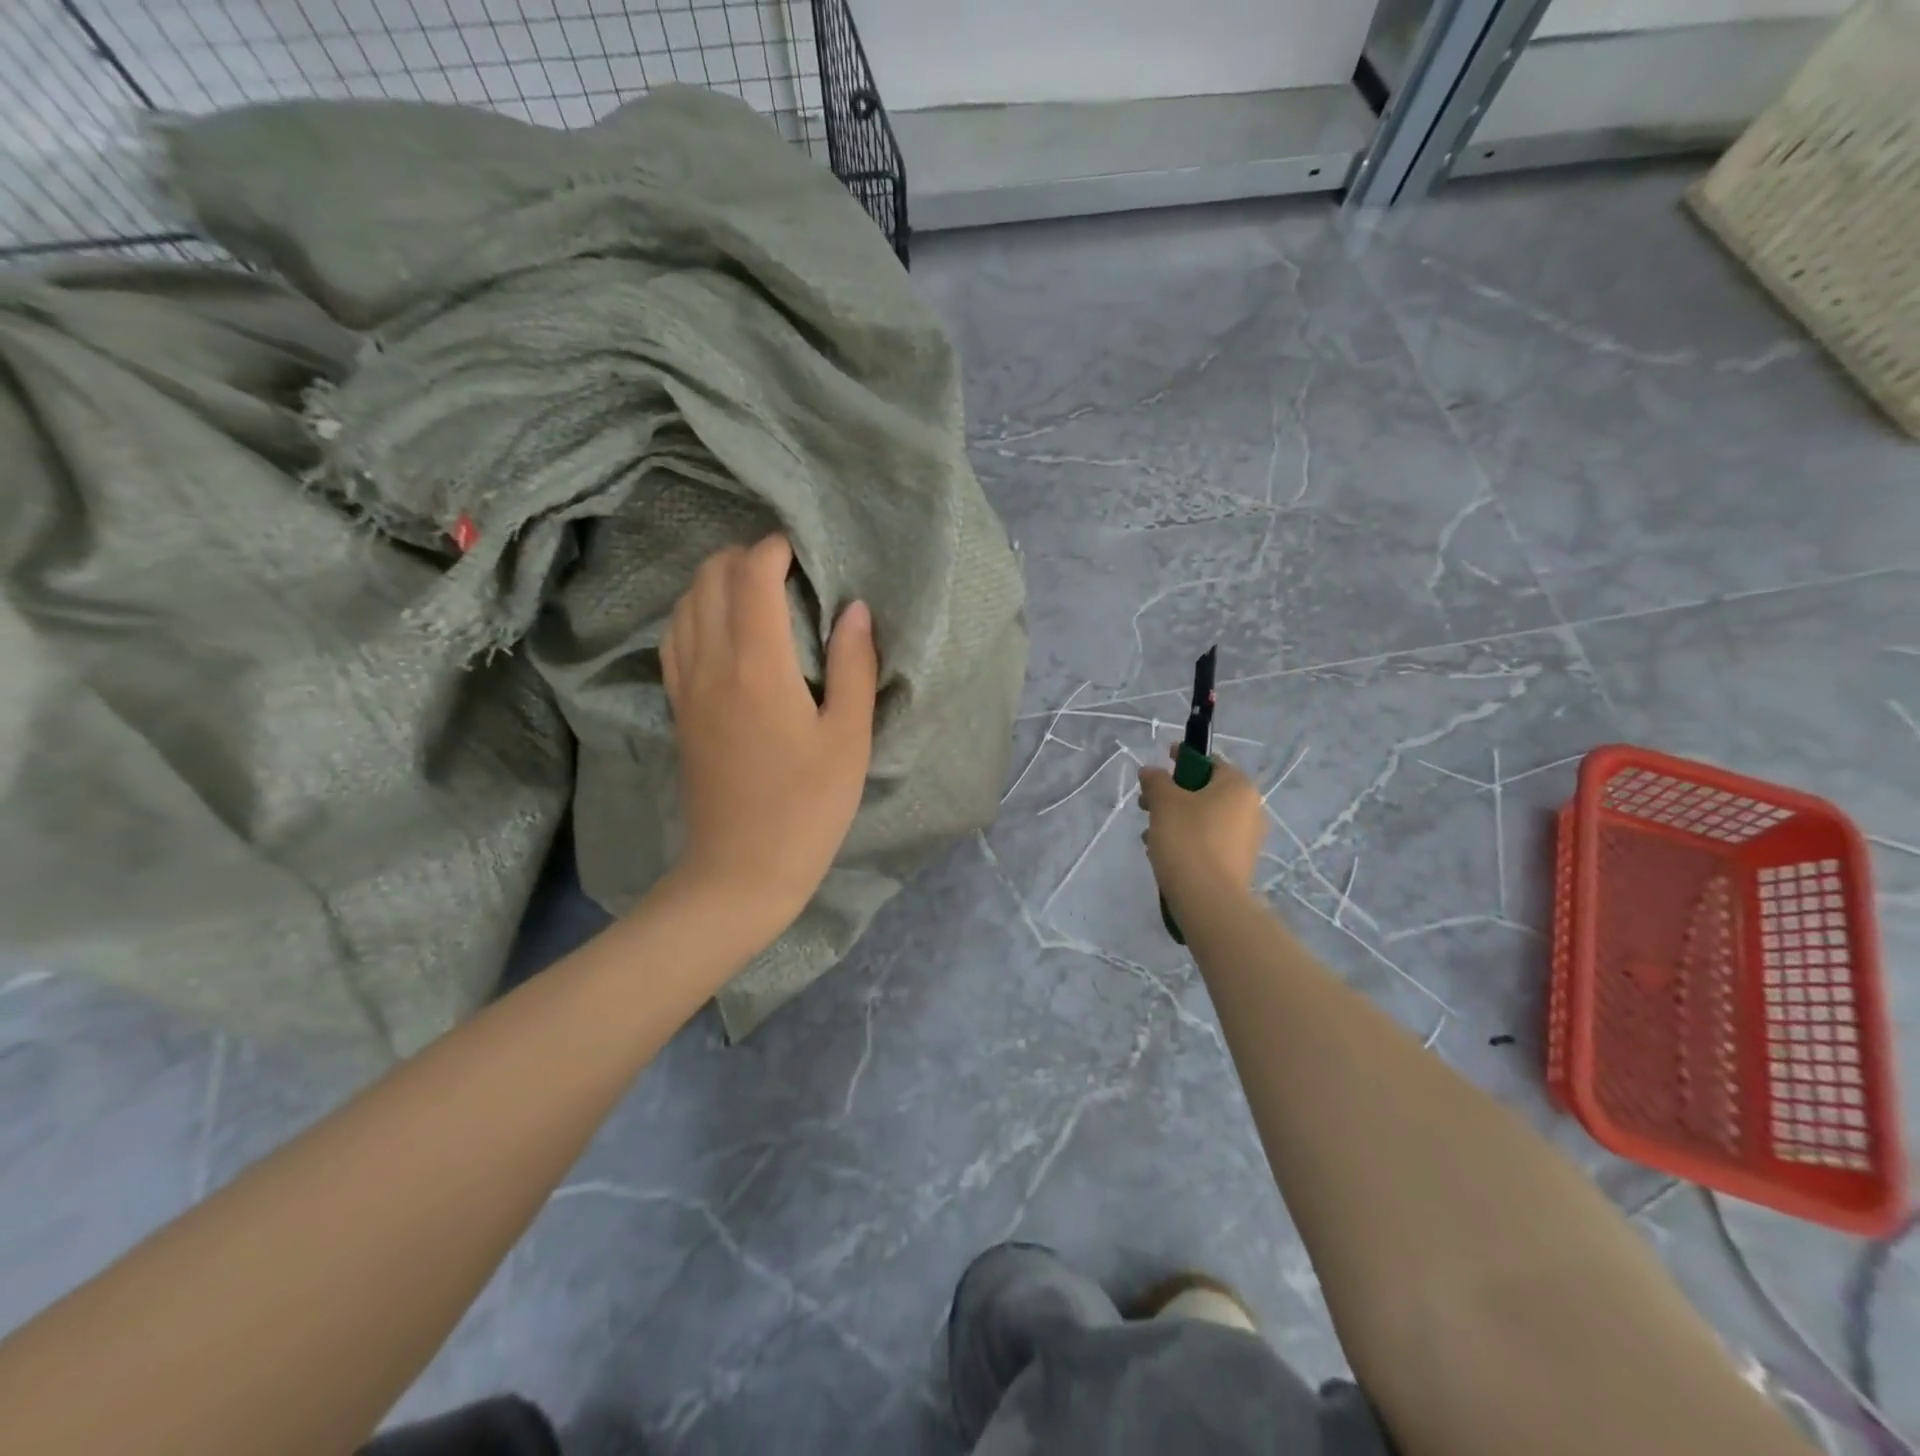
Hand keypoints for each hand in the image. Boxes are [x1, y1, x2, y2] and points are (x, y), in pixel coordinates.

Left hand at [661, 536, 877, 937]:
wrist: (741, 869)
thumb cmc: (808, 806)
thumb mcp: (849, 738)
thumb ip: (853, 666)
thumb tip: (854, 609)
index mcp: (758, 665)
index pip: (752, 576)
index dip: (775, 550)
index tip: (802, 550)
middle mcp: (711, 663)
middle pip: (710, 579)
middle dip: (744, 557)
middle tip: (785, 569)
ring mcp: (686, 686)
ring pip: (685, 604)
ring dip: (716, 582)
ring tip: (755, 591)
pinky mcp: (678, 708)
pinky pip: (674, 638)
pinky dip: (695, 613)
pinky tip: (721, 628)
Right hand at [1138, 749, 1265, 908]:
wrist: (1208, 899)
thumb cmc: (1187, 839)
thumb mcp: (1164, 802)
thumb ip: (1156, 780)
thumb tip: (1151, 771)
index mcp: (1238, 786)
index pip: (1209, 761)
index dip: (1182, 759)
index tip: (1160, 764)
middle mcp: (1250, 808)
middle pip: (1205, 791)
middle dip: (1173, 795)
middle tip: (1146, 804)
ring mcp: (1247, 838)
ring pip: (1204, 818)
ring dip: (1176, 820)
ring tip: (1150, 834)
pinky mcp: (1239, 863)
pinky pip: (1209, 841)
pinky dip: (1188, 841)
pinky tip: (1164, 853)